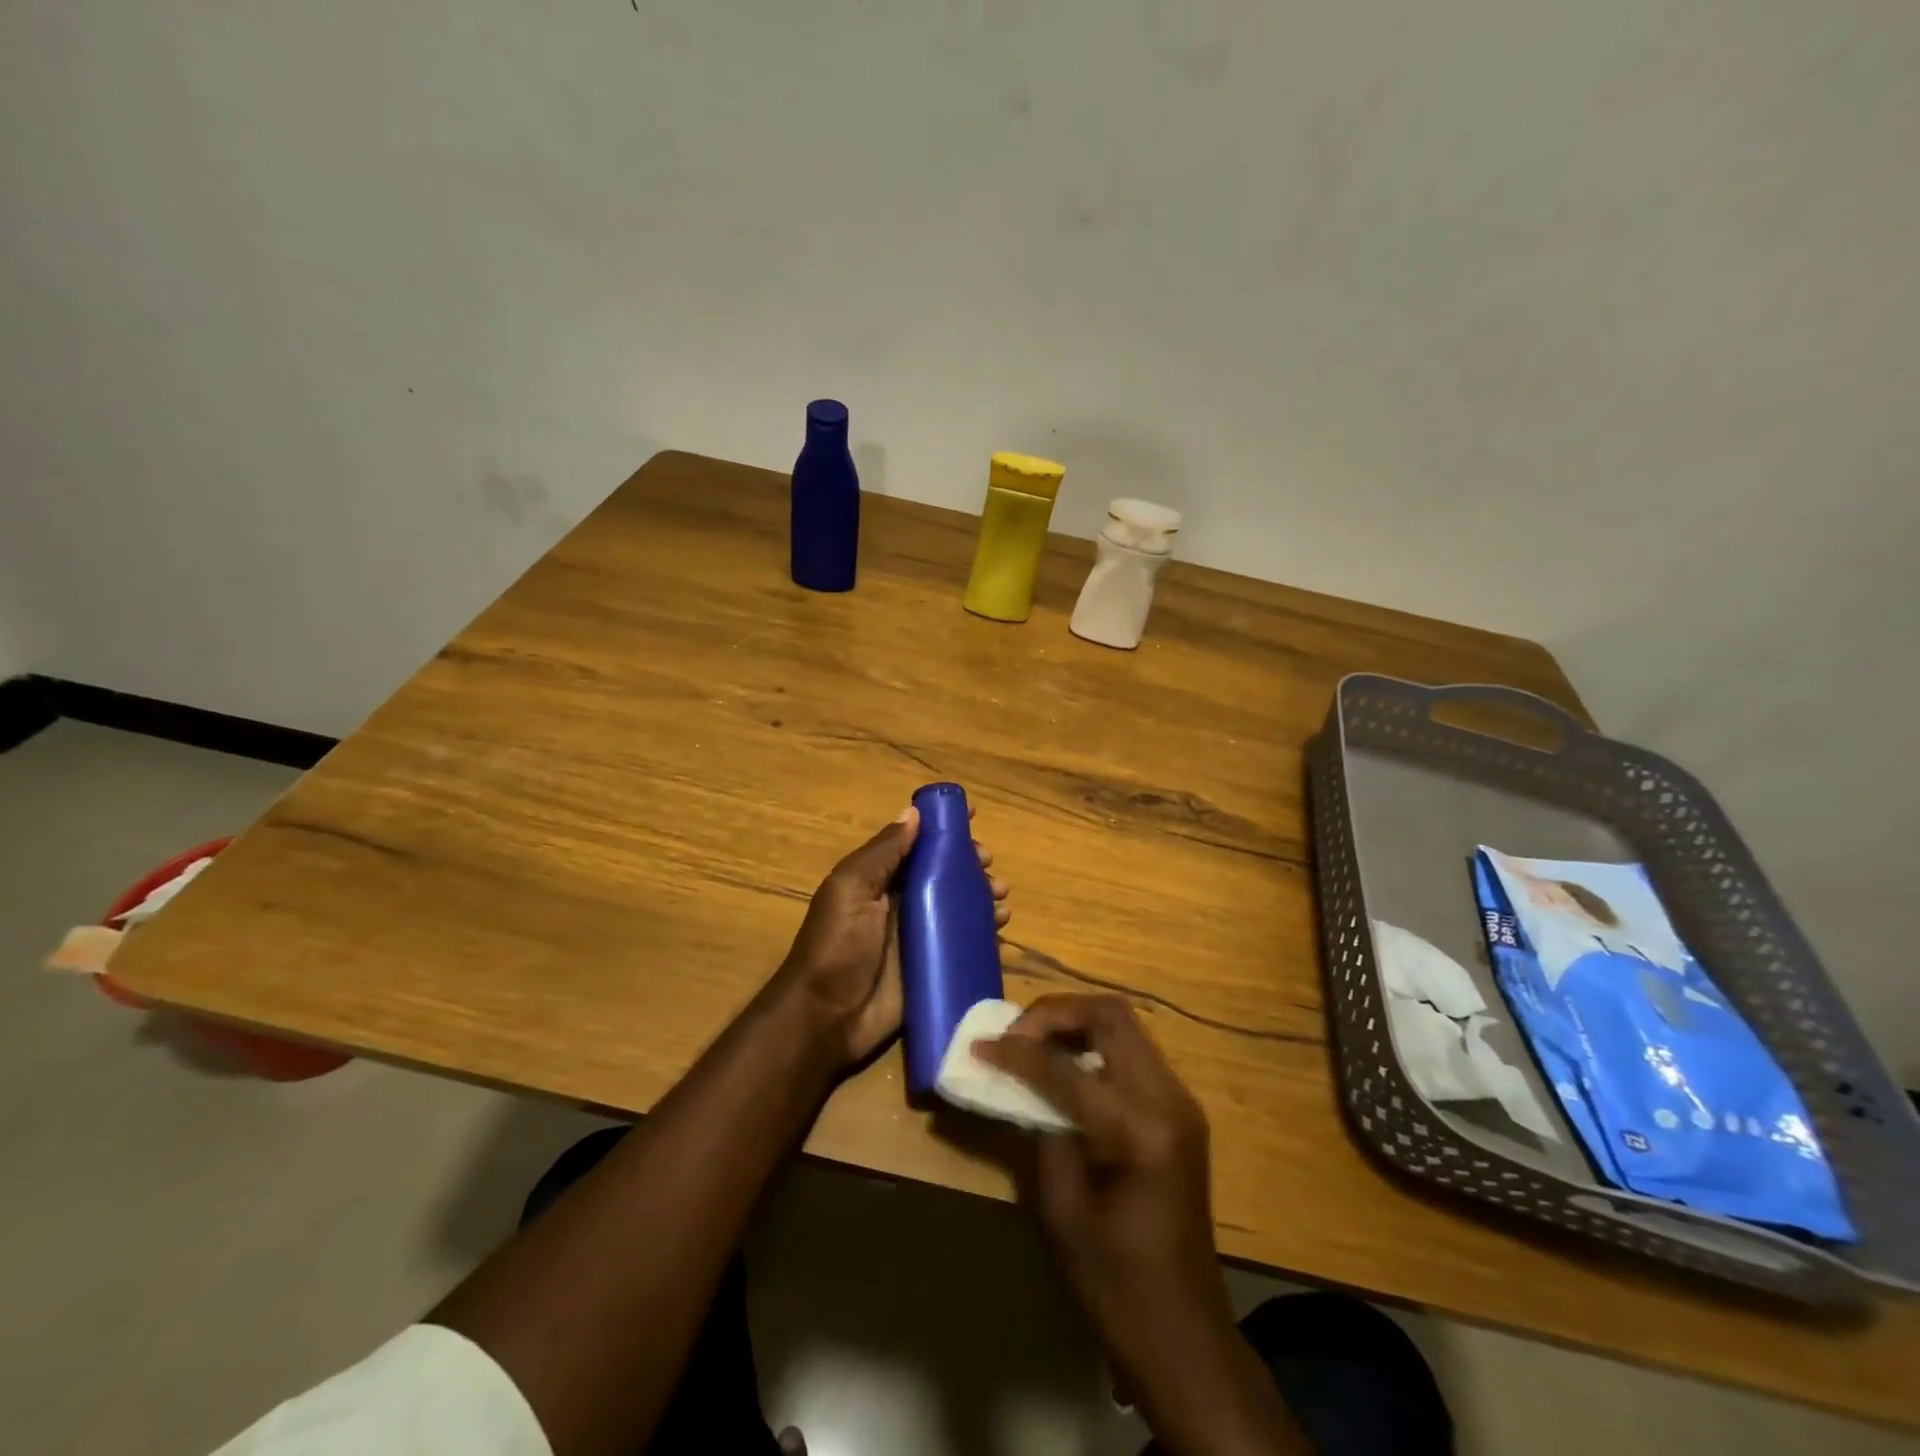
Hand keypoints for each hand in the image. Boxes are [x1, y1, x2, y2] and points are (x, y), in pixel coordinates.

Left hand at [774, 806, 1009, 1070]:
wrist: (827, 1018)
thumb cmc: (837, 945)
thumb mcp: (851, 889)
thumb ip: (883, 852)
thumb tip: (913, 812)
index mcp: (880, 879)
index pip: (917, 844)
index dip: (943, 828)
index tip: (972, 815)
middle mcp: (902, 903)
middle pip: (945, 873)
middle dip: (971, 863)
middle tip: (987, 865)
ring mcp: (920, 936)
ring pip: (960, 906)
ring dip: (983, 895)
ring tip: (1000, 898)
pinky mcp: (933, 967)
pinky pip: (964, 943)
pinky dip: (985, 932)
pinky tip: (1000, 928)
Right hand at [983, 1000, 1303, 1453]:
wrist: (1184, 1334)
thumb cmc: (1114, 1284)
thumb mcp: (1061, 1209)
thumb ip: (1041, 1130)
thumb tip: (1020, 1080)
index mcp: (1140, 1132)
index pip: (1067, 1068)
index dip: (1017, 1052)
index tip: (979, 1046)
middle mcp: (1170, 1100)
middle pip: (1110, 1015)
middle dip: (1054, 1013)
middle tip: (1014, 1034)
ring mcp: (1181, 1100)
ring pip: (1124, 1024)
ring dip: (1075, 1022)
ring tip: (1033, 1043)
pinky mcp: (1180, 1108)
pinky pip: (1133, 1051)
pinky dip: (1094, 1043)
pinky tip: (1064, 1067)